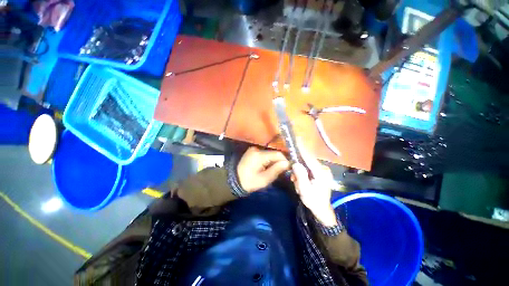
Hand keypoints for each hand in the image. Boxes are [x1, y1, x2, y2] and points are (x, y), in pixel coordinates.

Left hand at [237, 147, 289, 192]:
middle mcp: (257, 149)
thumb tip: (287, 163)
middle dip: (279, 162)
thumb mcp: (264, 179)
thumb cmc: (249, 182)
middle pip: (273, 153)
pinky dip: (268, 160)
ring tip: (273, 170)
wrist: (234, 180)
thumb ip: (276, 170)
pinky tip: (267, 167)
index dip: (285, 161)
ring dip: (273, 161)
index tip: (288, 169)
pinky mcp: (252, 151)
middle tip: (281, 171)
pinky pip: (264, 154)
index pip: (277, 154)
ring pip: (270, 154)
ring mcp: (254, 149)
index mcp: (259, 155)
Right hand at [291, 147, 337, 225]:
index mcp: (321, 173)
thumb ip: (300, 176)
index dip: (302, 148)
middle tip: (294, 179)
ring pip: (307, 165)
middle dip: (298, 167)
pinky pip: (309, 168)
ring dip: (299, 172)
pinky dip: (302, 173)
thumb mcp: (305, 190)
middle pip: (307, 161)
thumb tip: (295, 163)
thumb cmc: (314, 201)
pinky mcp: (320, 172)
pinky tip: (301, 181)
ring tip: (297, 183)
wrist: (322, 209)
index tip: (297, 139)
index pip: (309, 157)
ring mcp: (322, 170)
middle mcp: (323, 169)